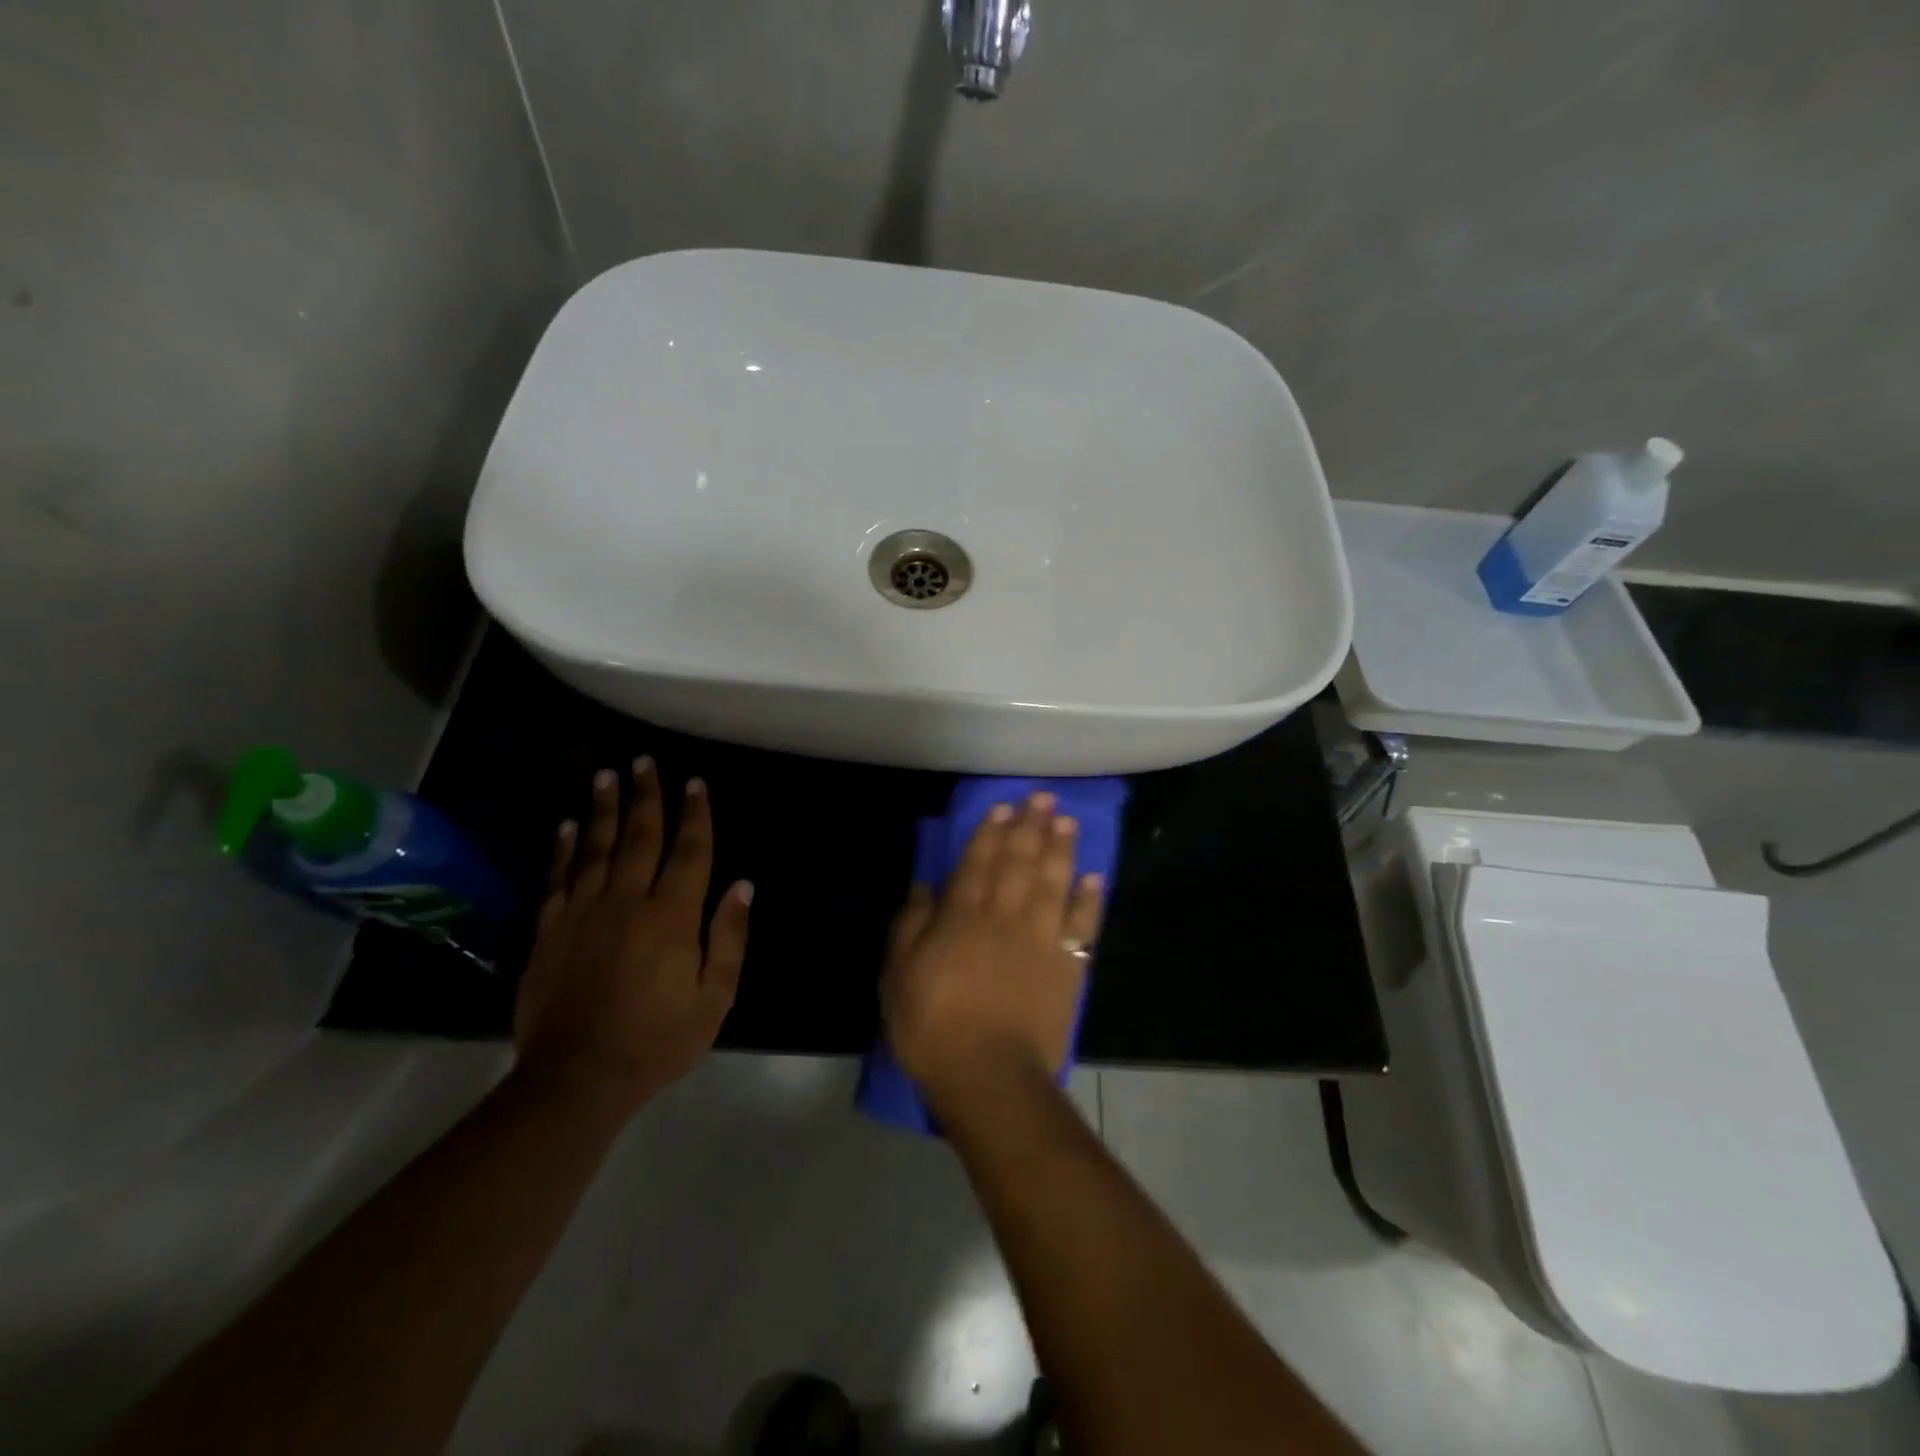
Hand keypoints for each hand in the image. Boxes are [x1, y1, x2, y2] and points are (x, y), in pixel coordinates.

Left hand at [513, 758, 751, 1116]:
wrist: (578, 1077)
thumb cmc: (658, 1039)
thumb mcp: (715, 997)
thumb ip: (729, 937)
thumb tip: (742, 885)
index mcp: (672, 916)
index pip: (689, 852)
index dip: (695, 815)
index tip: (695, 783)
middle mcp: (628, 901)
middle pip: (640, 837)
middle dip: (646, 797)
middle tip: (645, 761)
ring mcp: (583, 913)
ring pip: (596, 848)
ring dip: (604, 809)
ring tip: (606, 774)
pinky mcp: (550, 930)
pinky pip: (558, 879)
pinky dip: (565, 849)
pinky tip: (568, 825)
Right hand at [882, 792, 1105, 1107]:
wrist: (989, 1076)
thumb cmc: (933, 1028)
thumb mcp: (898, 976)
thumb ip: (909, 926)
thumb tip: (924, 885)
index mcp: (962, 918)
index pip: (977, 864)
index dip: (990, 833)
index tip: (1004, 807)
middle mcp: (1004, 918)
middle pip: (1019, 864)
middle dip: (1030, 827)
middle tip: (1043, 798)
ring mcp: (1040, 940)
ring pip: (1052, 884)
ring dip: (1061, 850)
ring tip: (1067, 821)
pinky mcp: (1067, 967)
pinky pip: (1082, 926)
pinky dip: (1090, 900)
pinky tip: (1096, 876)